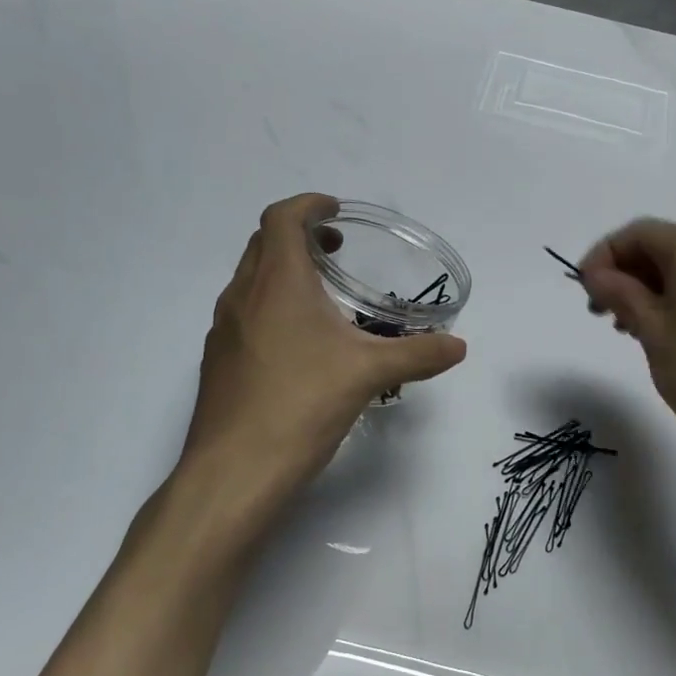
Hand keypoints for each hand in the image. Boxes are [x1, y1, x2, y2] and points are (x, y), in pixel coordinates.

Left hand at [184, 194, 466, 494]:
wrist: (234, 470)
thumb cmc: (301, 404)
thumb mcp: (369, 374)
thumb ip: (418, 354)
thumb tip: (458, 347)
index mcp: (277, 282)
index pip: (282, 218)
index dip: (309, 205)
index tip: (335, 211)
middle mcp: (243, 296)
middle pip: (263, 244)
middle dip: (298, 235)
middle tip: (334, 250)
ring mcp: (223, 330)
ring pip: (251, 280)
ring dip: (282, 272)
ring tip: (321, 297)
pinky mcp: (218, 362)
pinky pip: (244, 314)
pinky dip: (270, 307)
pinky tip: (298, 346)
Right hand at [579, 219, 675, 465]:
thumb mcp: (651, 329)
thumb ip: (620, 293)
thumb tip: (596, 275)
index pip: (638, 233)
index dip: (603, 256)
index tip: (582, 290)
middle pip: (660, 248)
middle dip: (623, 273)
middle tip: (597, 311)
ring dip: (644, 290)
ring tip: (623, 327)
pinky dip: (671, 301)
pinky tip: (655, 333)